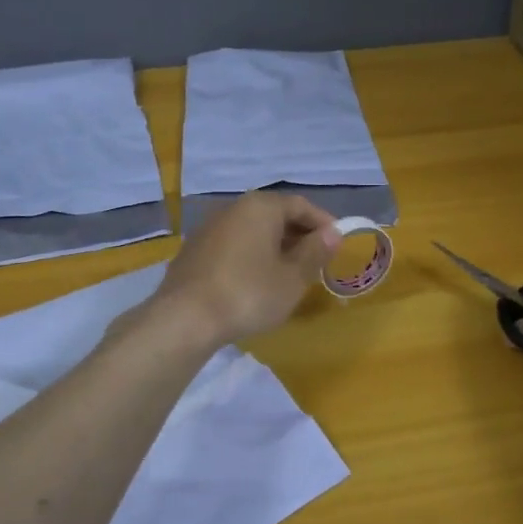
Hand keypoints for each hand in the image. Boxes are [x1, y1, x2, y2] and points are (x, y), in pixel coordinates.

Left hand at [150, 192, 340, 345]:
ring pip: (252, 229)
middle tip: (315, 260)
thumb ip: (315, 252)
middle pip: (274, 214)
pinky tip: (255, 280)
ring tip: (288, 272)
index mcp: (261, 207)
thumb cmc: (249, 294)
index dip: (323, 223)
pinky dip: (250, 255)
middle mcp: (234, 207)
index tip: (337, 244)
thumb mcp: (292, 278)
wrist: (185, 318)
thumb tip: (333, 233)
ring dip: (274, 245)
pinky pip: (233, 244)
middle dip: (298, 234)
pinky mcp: (193, 249)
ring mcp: (209, 227)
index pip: (301, 205)